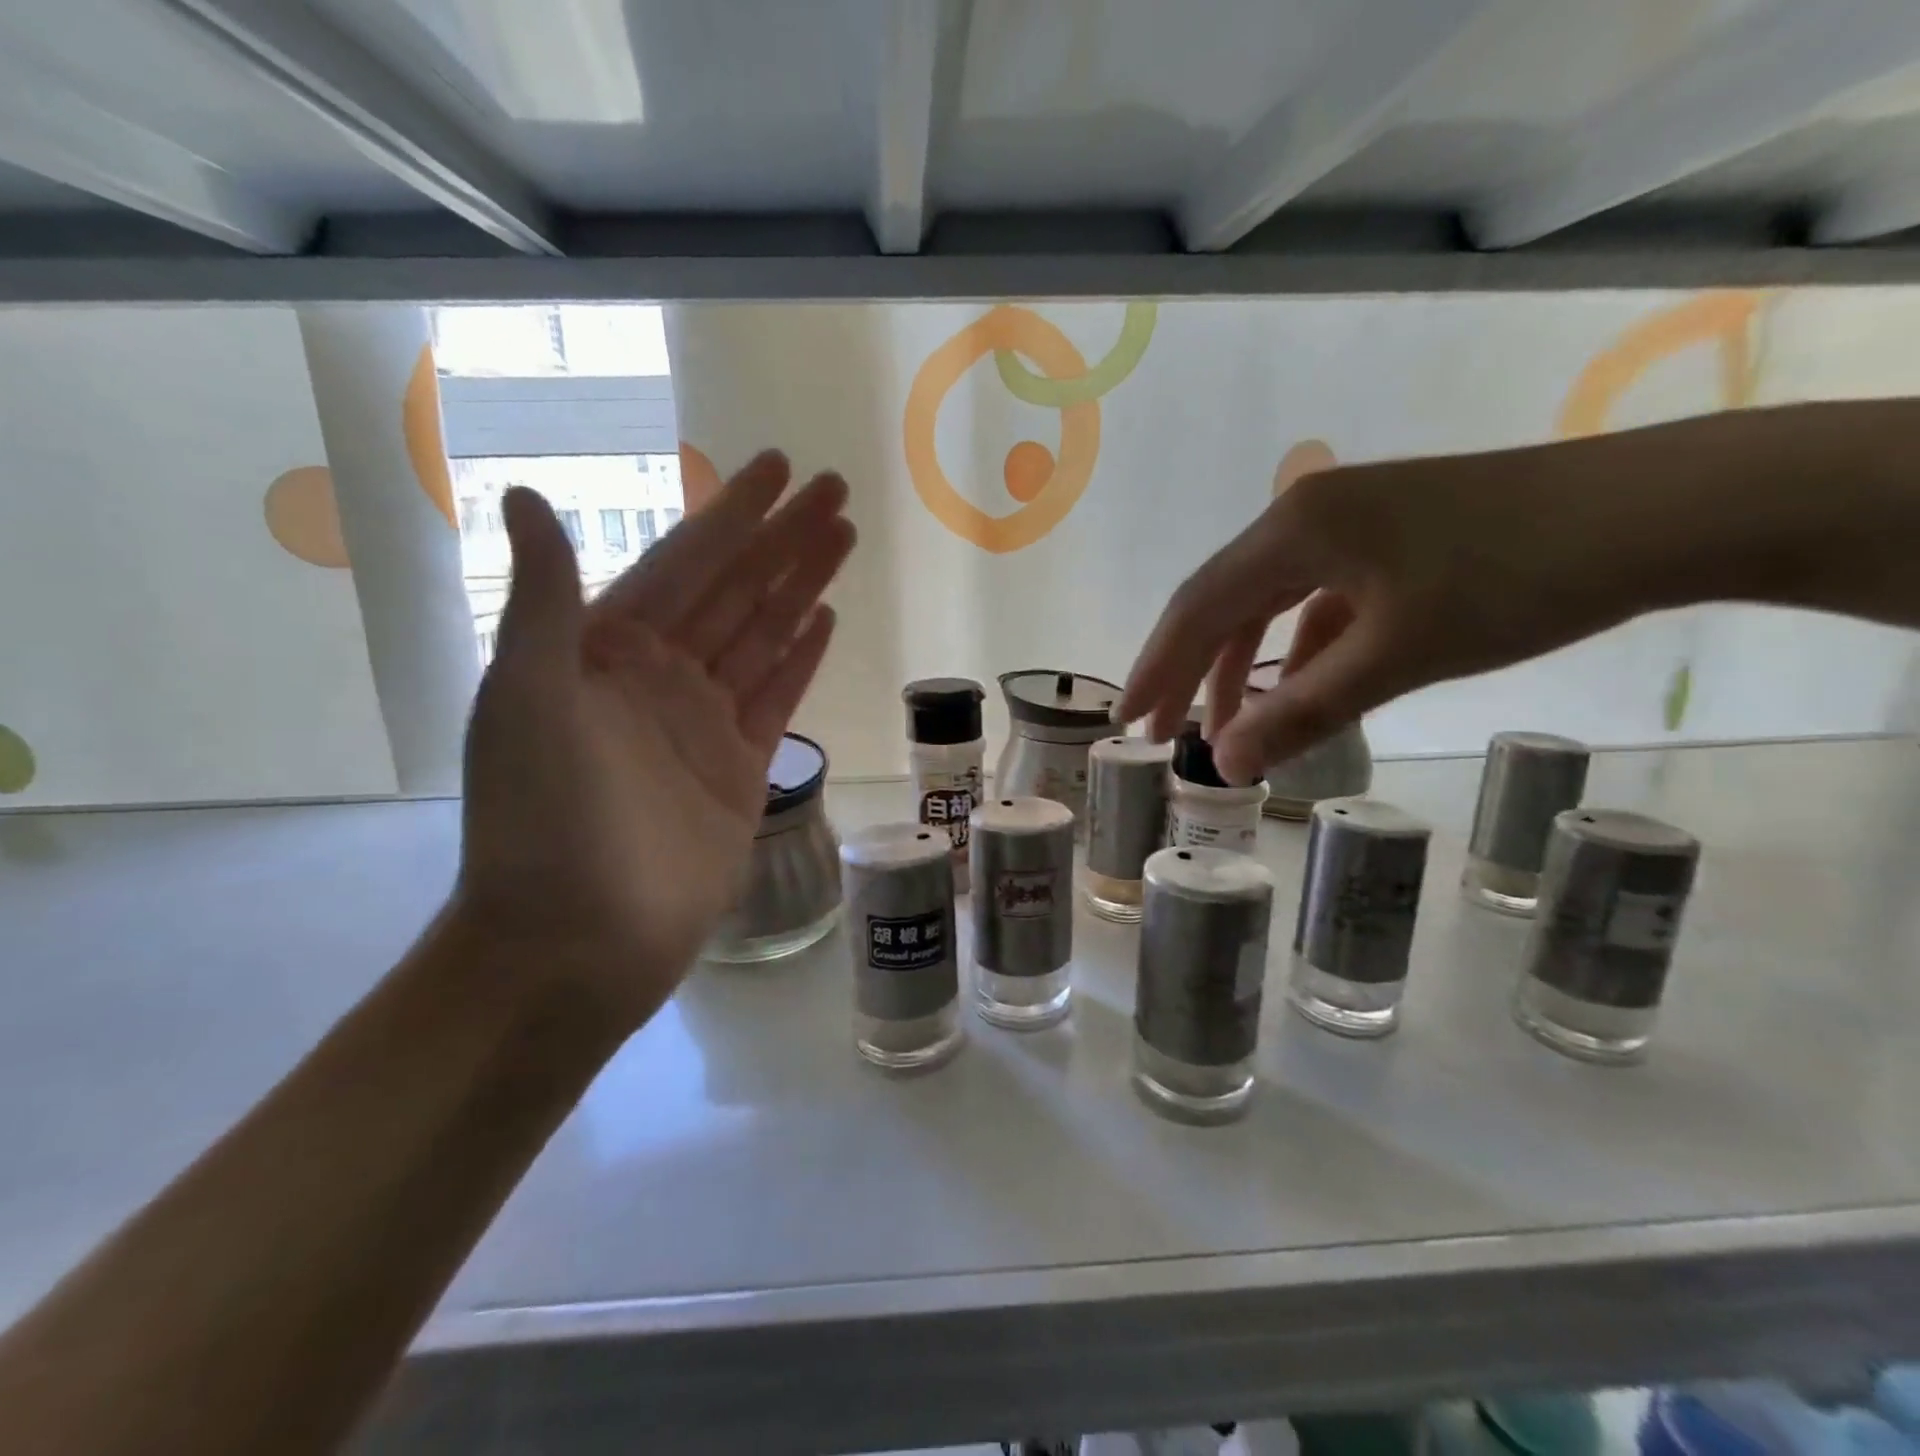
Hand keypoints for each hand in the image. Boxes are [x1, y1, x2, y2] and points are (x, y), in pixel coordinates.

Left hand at [453, 450, 854, 1028]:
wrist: (577, 941)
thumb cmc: (541, 820)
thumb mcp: (525, 700)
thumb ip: (544, 601)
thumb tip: (519, 493)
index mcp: (606, 649)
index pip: (685, 563)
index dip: (732, 513)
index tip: (776, 468)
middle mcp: (660, 675)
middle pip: (736, 590)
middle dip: (784, 538)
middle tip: (835, 490)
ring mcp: (704, 722)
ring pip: (764, 636)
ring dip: (802, 585)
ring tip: (844, 538)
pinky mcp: (741, 769)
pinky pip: (777, 697)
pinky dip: (801, 656)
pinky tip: (826, 618)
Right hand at [1118, 445, 1664, 784]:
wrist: (1661, 511)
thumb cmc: (1515, 580)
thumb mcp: (1396, 656)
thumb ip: (1301, 711)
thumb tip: (1224, 765)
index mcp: (1292, 528)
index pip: (1196, 608)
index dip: (1155, 669)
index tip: (1126, 724)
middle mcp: (1305, 513)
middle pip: (1221, 600)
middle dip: (1186, 669)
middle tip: (1160, 730)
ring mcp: (1348, 520)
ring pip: (1267, 600)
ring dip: (1240, 662)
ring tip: (1223, 722)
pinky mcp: (1386, 537)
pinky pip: (1315, 597)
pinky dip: (1297, 647)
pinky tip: (1301, 685)